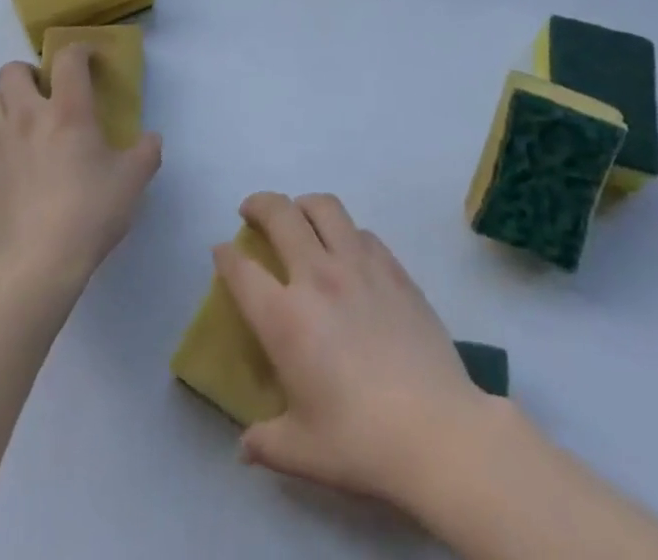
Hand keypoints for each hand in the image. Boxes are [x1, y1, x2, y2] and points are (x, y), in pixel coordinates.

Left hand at [0, 46, 161, 287]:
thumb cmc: (90, 212)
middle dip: (29, 73)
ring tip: (28, 123)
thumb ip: (146, 153)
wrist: (36, 263)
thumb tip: (151, 140)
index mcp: (67, 110)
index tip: (90, 61)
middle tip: (47, 92)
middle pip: (12, 71)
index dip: (80, 51)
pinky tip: (16, 160)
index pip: (68, 58)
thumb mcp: (133, 181)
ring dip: (8, 102)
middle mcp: (27, 116)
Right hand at [215, 191, 495, 508]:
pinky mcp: (393, 269)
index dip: (225, 256)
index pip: (241, 270)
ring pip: (323, 207)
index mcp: (284, 318)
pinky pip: (361, 232)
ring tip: (299, 216)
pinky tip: (347, 250)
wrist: (437, 431)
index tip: (221, 251)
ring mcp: (358, 265)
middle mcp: (316, 276)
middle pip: (280, 214)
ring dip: (302, 204)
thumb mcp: (301, 452)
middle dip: (258, 204)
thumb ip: (265, 442)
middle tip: (251, 212)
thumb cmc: (360, 442)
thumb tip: (245, 445)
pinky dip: (344, 231)